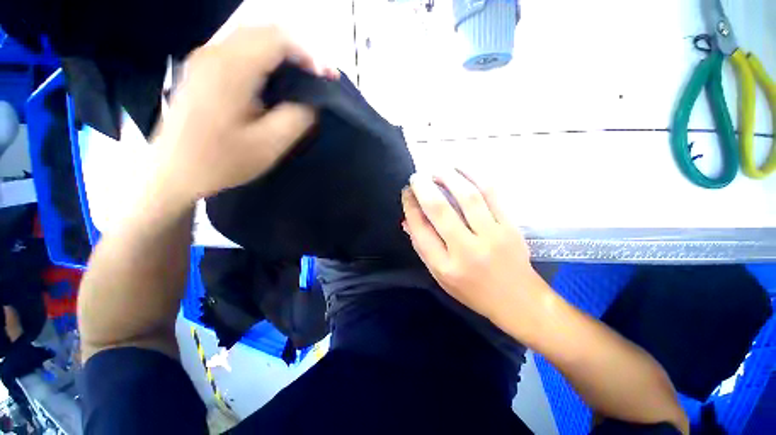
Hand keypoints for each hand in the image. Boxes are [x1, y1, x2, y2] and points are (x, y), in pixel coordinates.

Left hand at [152, 26, 337, 203]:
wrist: (174, 172)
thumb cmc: (221, 162)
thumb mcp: (268, 146)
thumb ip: (296, 119)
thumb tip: (311, 103)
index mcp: (230, 70)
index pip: (277, 40)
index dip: (308, 55)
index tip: (326, 78)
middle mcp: (214, 54)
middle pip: (263, 31)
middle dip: (297, 50)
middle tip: (317, 77)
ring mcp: (204, 59)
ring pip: (251, 37)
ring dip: (281, 53)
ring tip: (302, 77)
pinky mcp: (201, 69)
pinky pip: (239, 48)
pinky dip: (264, 57)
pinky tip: (274, 79)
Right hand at [402, 170, 547, 323]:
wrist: (518, 300)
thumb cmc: (473, 291)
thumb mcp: (440, 276)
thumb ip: (423, 247)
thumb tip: (408, 219)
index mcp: (445, 266)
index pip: (420, 229)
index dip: (410, 207)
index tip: (406, 193)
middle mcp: (466, 250)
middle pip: (440, 210)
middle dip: (423, 188)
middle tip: (416, 176)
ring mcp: (491, 236)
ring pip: (467, 196)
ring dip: (448, 177)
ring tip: (437, 170)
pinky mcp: (510, 226)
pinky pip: (491, 194)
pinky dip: (474, 176)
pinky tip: (461, 169)